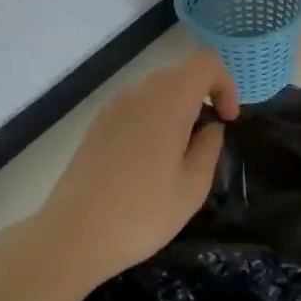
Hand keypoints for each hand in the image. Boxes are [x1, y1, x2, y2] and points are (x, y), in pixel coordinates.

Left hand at [38, 50, 239, 285]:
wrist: (72, 237)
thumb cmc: (142, 213)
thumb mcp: (193, 187)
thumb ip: (209, 147)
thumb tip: (210, 128)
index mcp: (169, 101)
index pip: (206, 63)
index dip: (225, 85)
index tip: (227, 121)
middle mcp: (140, 93)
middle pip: (181, 73)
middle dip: (203, 98)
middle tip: (207, 140)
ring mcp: (114, 107)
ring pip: (158, 89)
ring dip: (178, 109)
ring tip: (179, 154)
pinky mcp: (98, 124)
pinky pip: (136, 106)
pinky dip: (154, 119)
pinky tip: (149, 161)